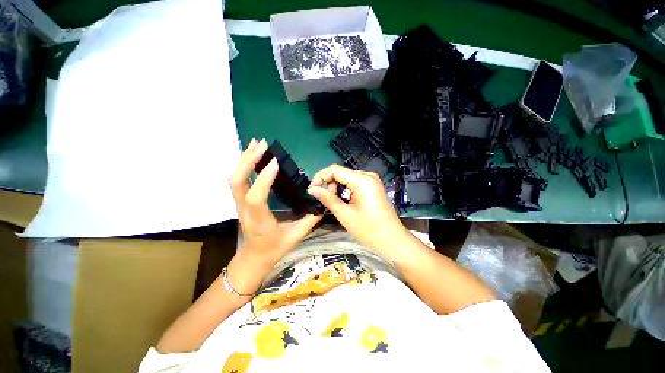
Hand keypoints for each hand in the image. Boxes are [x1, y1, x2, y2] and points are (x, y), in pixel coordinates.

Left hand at [229, 139, 322, 291]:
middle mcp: (245, 210)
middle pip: (238, 182)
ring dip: (244, 159)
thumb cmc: (274, 248)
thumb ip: (310, 220)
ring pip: (235, 179)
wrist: (255, 256)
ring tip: (256, 143)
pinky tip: (252, 155)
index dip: (263, 179)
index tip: (276, 163)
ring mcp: (240, 204)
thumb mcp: (295, 236)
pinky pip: (238, 180)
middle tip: (262, 144)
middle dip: (248, 161)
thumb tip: (322, 204)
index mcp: (259, 221)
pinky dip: (244, 165)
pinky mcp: (241, 200)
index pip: (256, 198)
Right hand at [307, 165, 411, 260]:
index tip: (312, 190)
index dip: (320, 177)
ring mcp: (372, 181)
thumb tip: (311, 189)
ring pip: (347, 178)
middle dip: (329, 184)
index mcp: (362, 180)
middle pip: (341, 173)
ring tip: (335, 203)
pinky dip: (345, 190)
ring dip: (337, 188)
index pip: (334, 170)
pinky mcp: (373, 187)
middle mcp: (367, 175)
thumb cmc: (369, 229)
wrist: (392, 240)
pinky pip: (354, 183)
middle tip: (325, 200)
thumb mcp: (345, 214)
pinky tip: (344, 202)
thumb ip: (327, 199)